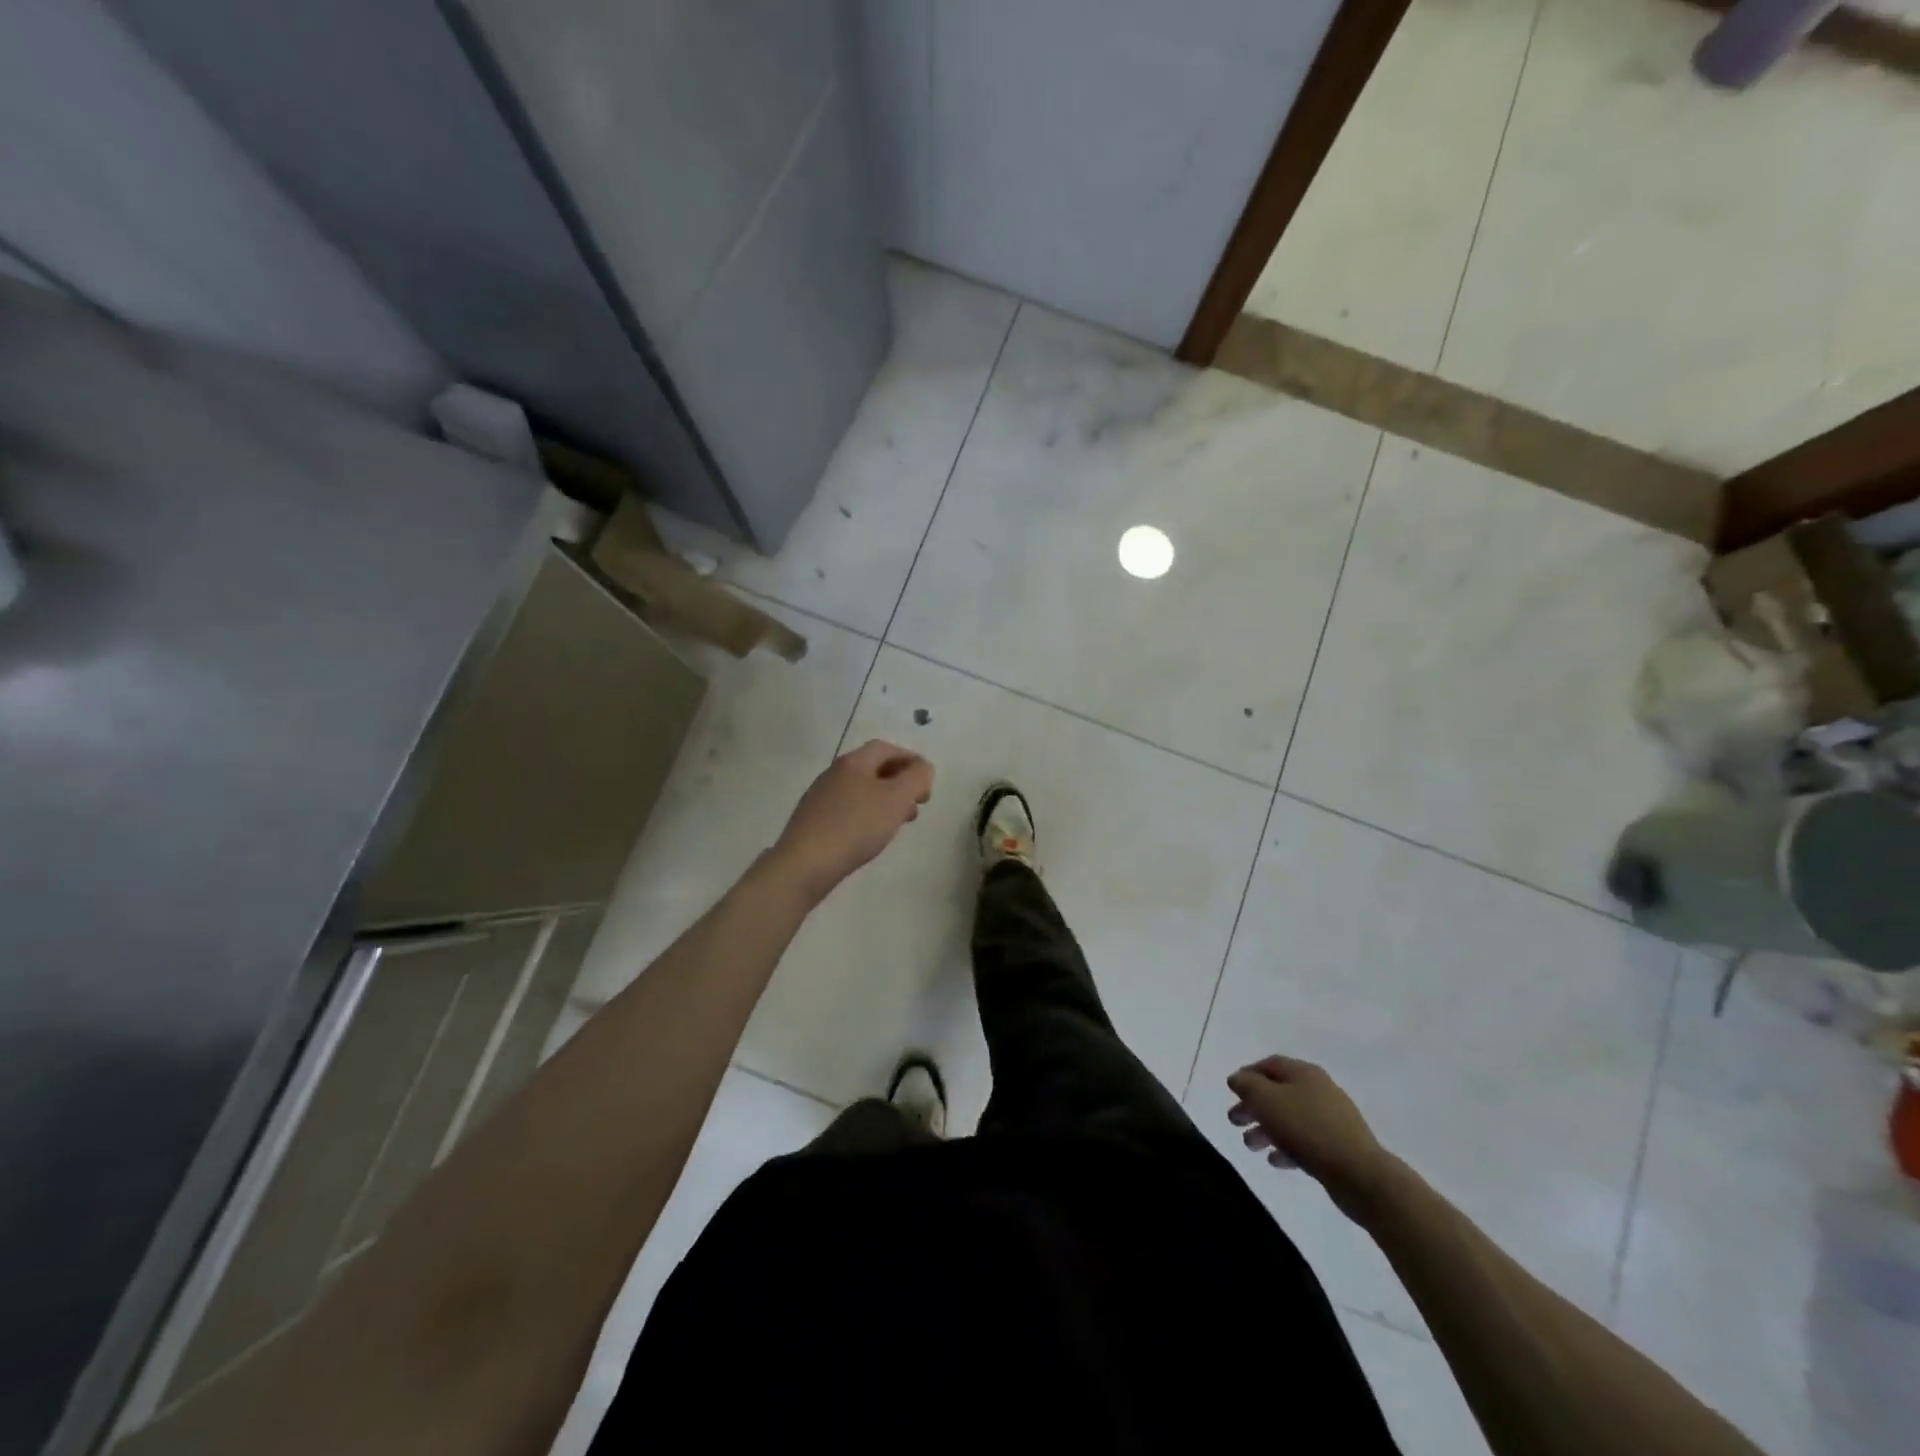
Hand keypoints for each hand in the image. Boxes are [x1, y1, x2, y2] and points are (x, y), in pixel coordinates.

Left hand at [770, 740, 933, 903]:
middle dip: (900, 782)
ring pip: (861, 790)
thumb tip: (922, 768)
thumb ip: (916, 778)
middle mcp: (834, 773)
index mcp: (853, 762)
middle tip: (917, 804)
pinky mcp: (814, 820)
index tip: (927, 782)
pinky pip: (848, 809)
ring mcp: (821, 797)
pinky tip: (871, 836)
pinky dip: (867, 815)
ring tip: (899, 823)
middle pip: (873, 768)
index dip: (911, 760)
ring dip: (885, 800)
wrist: (805, 864)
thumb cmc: (856, 827)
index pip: (887, 748)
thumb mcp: (896, 799)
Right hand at [1227, 1056, 1395, 1220]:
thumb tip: (1238, 1079)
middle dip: (1253, 1106)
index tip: (1232, 1091)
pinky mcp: (1338, 1146)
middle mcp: (1319, 1090)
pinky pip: (1305, 1141)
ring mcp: (1332, 1119)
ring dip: (1266, 1129)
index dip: (1248, 1074)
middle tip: (1234, 1121)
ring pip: (1290, 1118)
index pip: (1270, 1064)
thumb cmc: (1307, 1129)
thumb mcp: (1266, 1100)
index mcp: (1304, 1073)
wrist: (1359, 1174)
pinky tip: (1275, 1160)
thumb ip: (1247, 1085)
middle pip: (1278, 1092)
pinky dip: (1286, 1147)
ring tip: (1251, 1146)